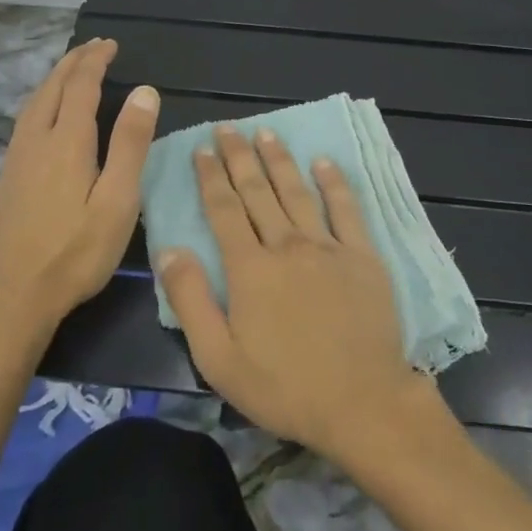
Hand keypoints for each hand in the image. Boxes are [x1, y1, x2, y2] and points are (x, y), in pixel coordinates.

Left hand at [0, 38, 159, 345]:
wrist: (10, 299)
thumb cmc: (75, 253)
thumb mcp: (117, 201)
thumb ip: (131, 144)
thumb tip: (145, 90)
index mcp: (66, 142)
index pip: (81, 85)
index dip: (95, 61)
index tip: (110, 44)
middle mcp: (35, 141)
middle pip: (52, 88)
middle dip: (72, 63)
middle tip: (92, 47)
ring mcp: (14, 160)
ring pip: (32, 104)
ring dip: (53, 80)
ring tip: (69, 72)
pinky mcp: (4, 180)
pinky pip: (23, 123)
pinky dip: (39, 103)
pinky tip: (43, 118)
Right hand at [157, 126, 440, 463]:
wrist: (362, 403)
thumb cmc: (285, 387)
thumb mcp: (220, 358)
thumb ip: (191, 301)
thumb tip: (168, 250)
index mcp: (250, 268)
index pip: (224, 210)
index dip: (211, 177)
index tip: (202, 149)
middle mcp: (287, 245)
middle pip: (258, 191)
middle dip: (239, 156)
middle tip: (228, 127)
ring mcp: (327, 246)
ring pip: (297, 191)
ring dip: (279, 160)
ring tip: (266, 132)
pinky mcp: (362, 255)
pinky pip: (346, 209)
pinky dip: (334, 182)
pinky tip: (323, 162)